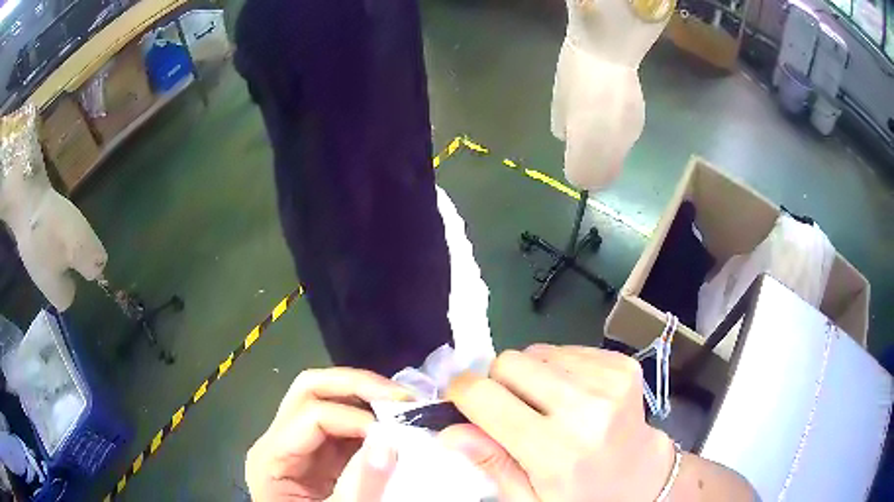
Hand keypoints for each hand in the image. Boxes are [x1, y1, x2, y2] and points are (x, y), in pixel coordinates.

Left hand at [246, 367, 410, 500]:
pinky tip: (394, 421)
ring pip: (325, 396)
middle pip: (309, 389)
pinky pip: (343, 420)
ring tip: (404, 403)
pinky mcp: (320, 451)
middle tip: (401, 396)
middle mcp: (279, 439)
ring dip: (365, 394)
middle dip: (356, 384)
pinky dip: (369, 415)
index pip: (310, 415)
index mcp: (270, 457)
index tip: (394, 434)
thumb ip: (358, 485)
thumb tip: (387, 442)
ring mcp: (299, 442)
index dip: (353, 418)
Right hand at [440, 345, 674, 501]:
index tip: (461, 402)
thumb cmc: (581, 496)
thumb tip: (448, 430)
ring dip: (530, 376)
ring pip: (535, 352)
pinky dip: (557, 370)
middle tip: (509, 411)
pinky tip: (572, 397)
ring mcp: (610, 380)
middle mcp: (586, 408)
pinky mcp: (622, 363)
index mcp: (557, 451)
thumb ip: (491, 463)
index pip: (486, 397)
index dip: (461, 393)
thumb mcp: (530, 500)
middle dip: (497, 382)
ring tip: (547, 407)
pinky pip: (565, 350)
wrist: (642, 476)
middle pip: (509, 362)